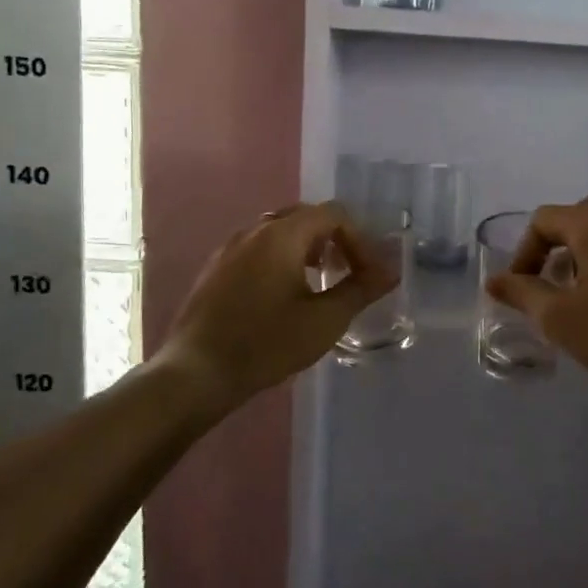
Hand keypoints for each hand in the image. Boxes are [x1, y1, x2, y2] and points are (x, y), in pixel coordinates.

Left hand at [155, 202, 397, 408]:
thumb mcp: (324, 320)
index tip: (368, 274)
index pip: (333, 214)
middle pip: (305, 217)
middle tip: (347, 272)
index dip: (359, 240)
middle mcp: (254, 231)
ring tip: (320, 283)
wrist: (196, 373)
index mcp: (281, 235)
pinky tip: (284, 296)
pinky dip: (282, 259)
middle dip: (334, 240)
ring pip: (279, 233)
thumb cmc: (266, 343)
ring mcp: (229, 249)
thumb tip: (390, 271)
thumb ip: (360, 290)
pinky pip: (258, 250)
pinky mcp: (216, 270)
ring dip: (308, 249)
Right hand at [485, 193, 587, 391]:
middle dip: (554, 247)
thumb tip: (494, 280)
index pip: (543, 220)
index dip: (523, 252)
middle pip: (575, 216)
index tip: (521, 289)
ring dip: (580, 255)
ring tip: (576, 295)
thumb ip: (523, 294)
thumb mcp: (560, 318)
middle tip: (549, 282)